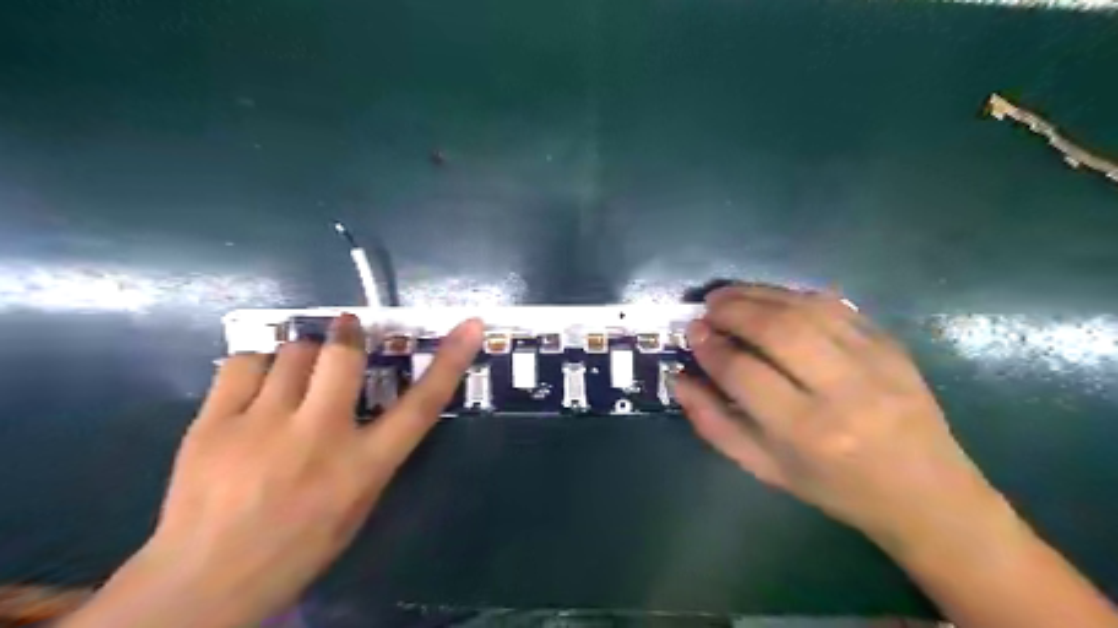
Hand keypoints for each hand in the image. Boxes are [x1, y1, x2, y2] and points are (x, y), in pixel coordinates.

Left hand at [63, 314, 481, 626]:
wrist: (204, 583)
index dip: (451, 361)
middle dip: (348, 334)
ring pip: (294, 352)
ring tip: (297, 373)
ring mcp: (262, 426)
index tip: (471, 326)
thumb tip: (371, 400)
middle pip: (343, 356)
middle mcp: (319, 438)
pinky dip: (259, 364)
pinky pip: (244, 364)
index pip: (421, 405)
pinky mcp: (214, 424)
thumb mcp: (358, 503)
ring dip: (304, 354)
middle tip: (347, 331)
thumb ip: (372, 450)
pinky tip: (258, 384)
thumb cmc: (298, 546)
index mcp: (364, 467)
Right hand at [672, 285, 1004, 553]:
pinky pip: (836, 305)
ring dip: (759, 294)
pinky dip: (795, 295)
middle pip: (777, 330)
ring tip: (730, 295)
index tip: (693, 333)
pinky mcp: (892, 345)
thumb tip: (680, 379)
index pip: (743, 373)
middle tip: (708, 306)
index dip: (711, 348)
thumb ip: (715, 423)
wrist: (925, 494)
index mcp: (806, 433)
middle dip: (733, 310)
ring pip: (806, 309)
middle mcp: (842, 392)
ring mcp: (874, 362)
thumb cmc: (833, 487)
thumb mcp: (764, 468)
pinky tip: (772, 298)